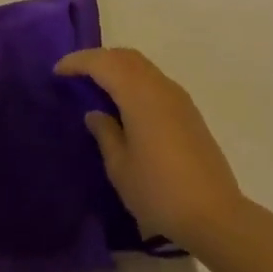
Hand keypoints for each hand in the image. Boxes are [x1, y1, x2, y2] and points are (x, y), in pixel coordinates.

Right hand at [55, 46, 246, 256]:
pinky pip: (154, 80)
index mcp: (139, 95)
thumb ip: (105, 133)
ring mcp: (178, 97)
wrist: (215, 214)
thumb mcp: (120, 167)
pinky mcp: (189, 112)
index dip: (78, 62)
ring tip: (97, 85)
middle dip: (98, 58)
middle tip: (75, 73)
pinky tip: (125, 103)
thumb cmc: (159, 192)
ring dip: (117, 67)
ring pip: (142, 66)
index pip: (103, 63)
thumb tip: (95, 113)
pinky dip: (134, 80)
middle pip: (125, 57)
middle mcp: (160, 86)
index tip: (57, 71)